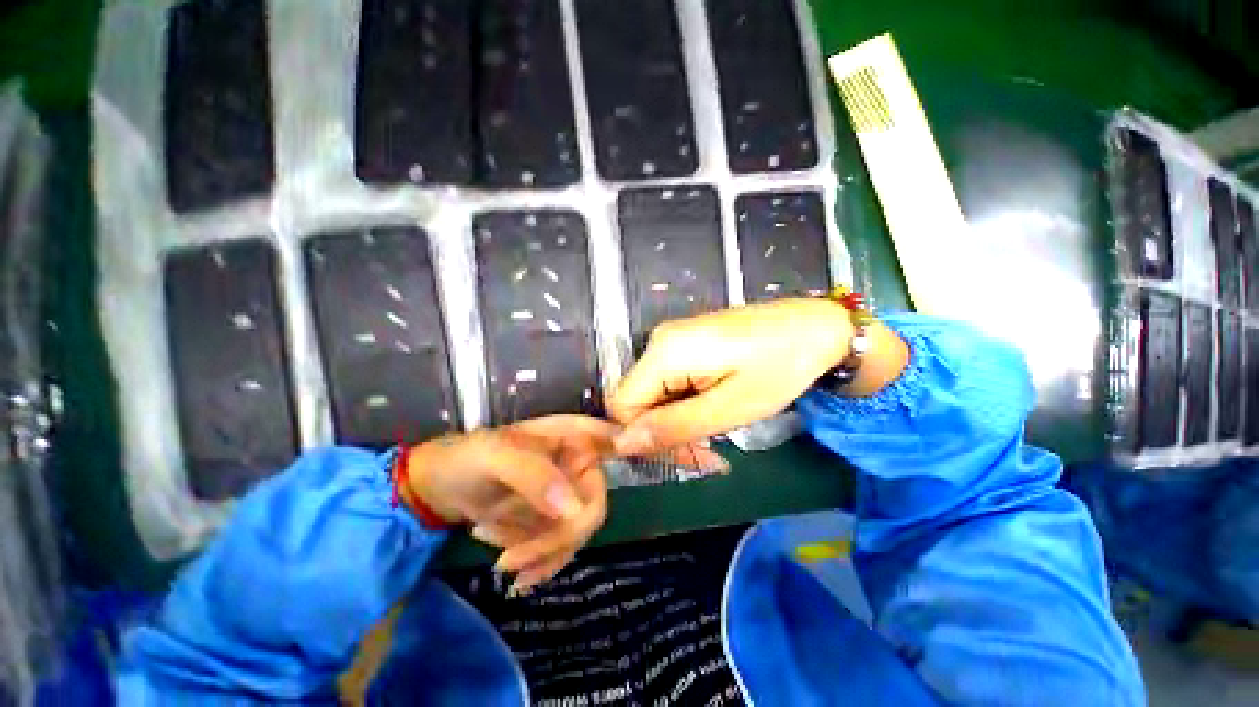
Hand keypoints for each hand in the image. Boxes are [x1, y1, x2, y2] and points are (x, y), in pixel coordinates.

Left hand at [404, 416, 616, 590]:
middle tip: (513, 561)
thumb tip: (574, 510)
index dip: (629, 457)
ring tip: (500, 560)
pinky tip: (507, 564)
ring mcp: (568, 495)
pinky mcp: (555, 521)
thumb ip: (534, 475)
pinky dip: (537, 563)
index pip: (614, 440)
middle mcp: (578, 464)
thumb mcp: (495, 456)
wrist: (439, 489)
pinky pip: (561, 549)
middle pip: (593, 505)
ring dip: (540, 555)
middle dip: (558, 538)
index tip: (615, 483)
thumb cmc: (468, 458)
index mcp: (572, 435)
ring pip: (577, 534)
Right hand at [607, 298, 855, 454]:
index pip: (621, 405)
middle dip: (663, 430)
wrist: (815, 328)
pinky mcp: (684, 342)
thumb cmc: (779, 369)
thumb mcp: (729, 408)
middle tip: (706, 450)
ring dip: (676, 419)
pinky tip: (712, 407)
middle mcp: (658, 340)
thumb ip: (672, 427)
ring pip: (653, 394)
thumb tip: (622, 444)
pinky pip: (668, 382)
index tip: (682, 455)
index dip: (642, 436)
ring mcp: (671, 339)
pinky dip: (683, 403)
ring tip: (715, 429)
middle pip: (636, 399)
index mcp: (663, 352)